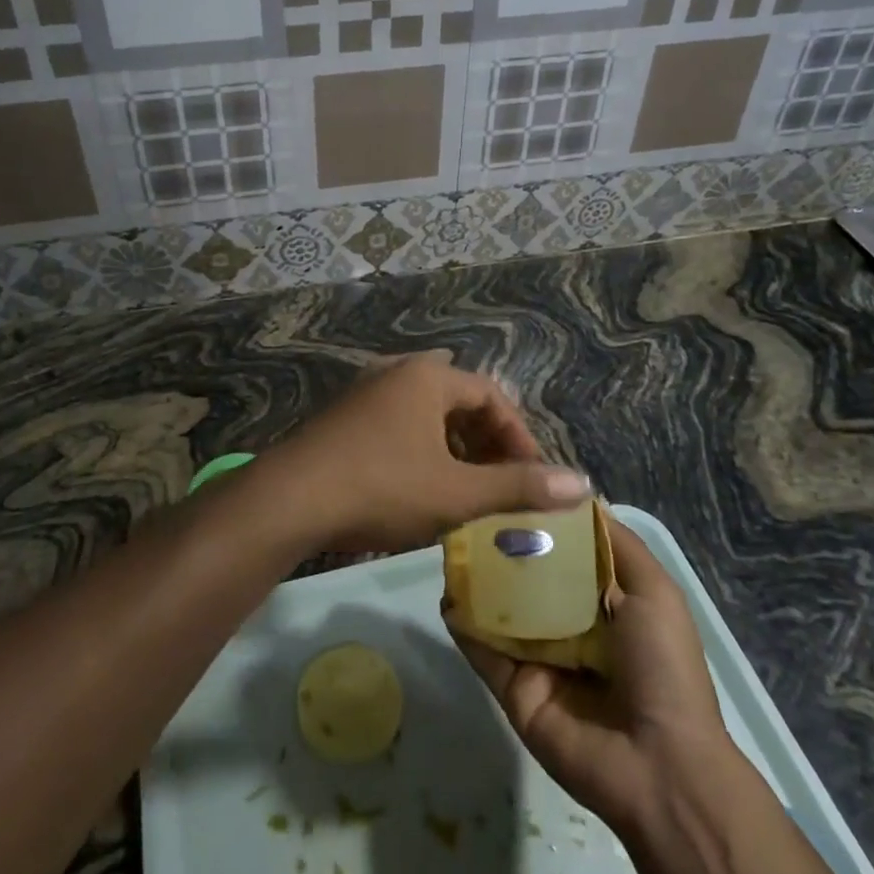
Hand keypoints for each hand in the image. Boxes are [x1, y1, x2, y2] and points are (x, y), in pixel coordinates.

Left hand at [258, 352, 589, 553]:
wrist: (290, 499)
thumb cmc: (382, 487)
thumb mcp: (457, 493)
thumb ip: (519, 487)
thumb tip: (583, 484)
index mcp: (427, 377)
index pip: (491, 395)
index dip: (518, 435)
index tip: (532, 477)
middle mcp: (396, 373)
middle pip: (457, 400)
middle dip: (485, 440)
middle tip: (500, 481)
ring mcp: (364, 393)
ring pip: (425, 414)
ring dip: (452, 446)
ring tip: (465, 487)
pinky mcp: (342, 418)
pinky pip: (396, 425)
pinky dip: (420, 449)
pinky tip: (418, 485)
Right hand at [451, 515, 732, 838]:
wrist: (658, 765)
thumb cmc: (662, 667)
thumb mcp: (655, 592)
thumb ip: (617, 545)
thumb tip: (578, 498)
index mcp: (605, 605)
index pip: (565, 553)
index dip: (543, 522)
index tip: (513, 485)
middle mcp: (569, 627)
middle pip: (528, 578)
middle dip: (504, 546)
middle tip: (471, 510)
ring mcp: (538, 659)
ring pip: (501, 610)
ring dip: (479, 580)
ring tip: (451, 542)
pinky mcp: (514, 688)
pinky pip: (484, 651)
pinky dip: (464, 624)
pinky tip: (447, 594)